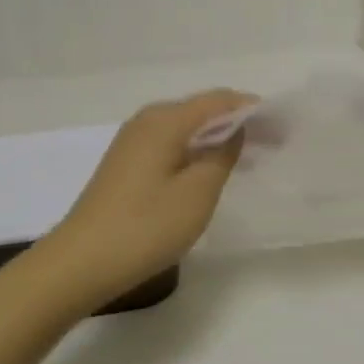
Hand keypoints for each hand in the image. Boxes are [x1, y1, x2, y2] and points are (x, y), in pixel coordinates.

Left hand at [47, 89, 255, 307]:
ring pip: (186, 128)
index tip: (284, 128)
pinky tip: (210, 171)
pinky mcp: (126, 163)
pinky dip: (197, 150)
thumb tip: (235, 129)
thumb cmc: (145, 227)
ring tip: (249, 157)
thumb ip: (223, 154)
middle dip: (239, 122)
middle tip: (273, 144)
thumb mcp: (197, 193)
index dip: (254, 109)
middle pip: (202, 110)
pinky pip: (172, 144)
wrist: (80, 263)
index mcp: (165, 120)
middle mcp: (147, 120)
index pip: (220, 100)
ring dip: (218, 138)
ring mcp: (133, 141)